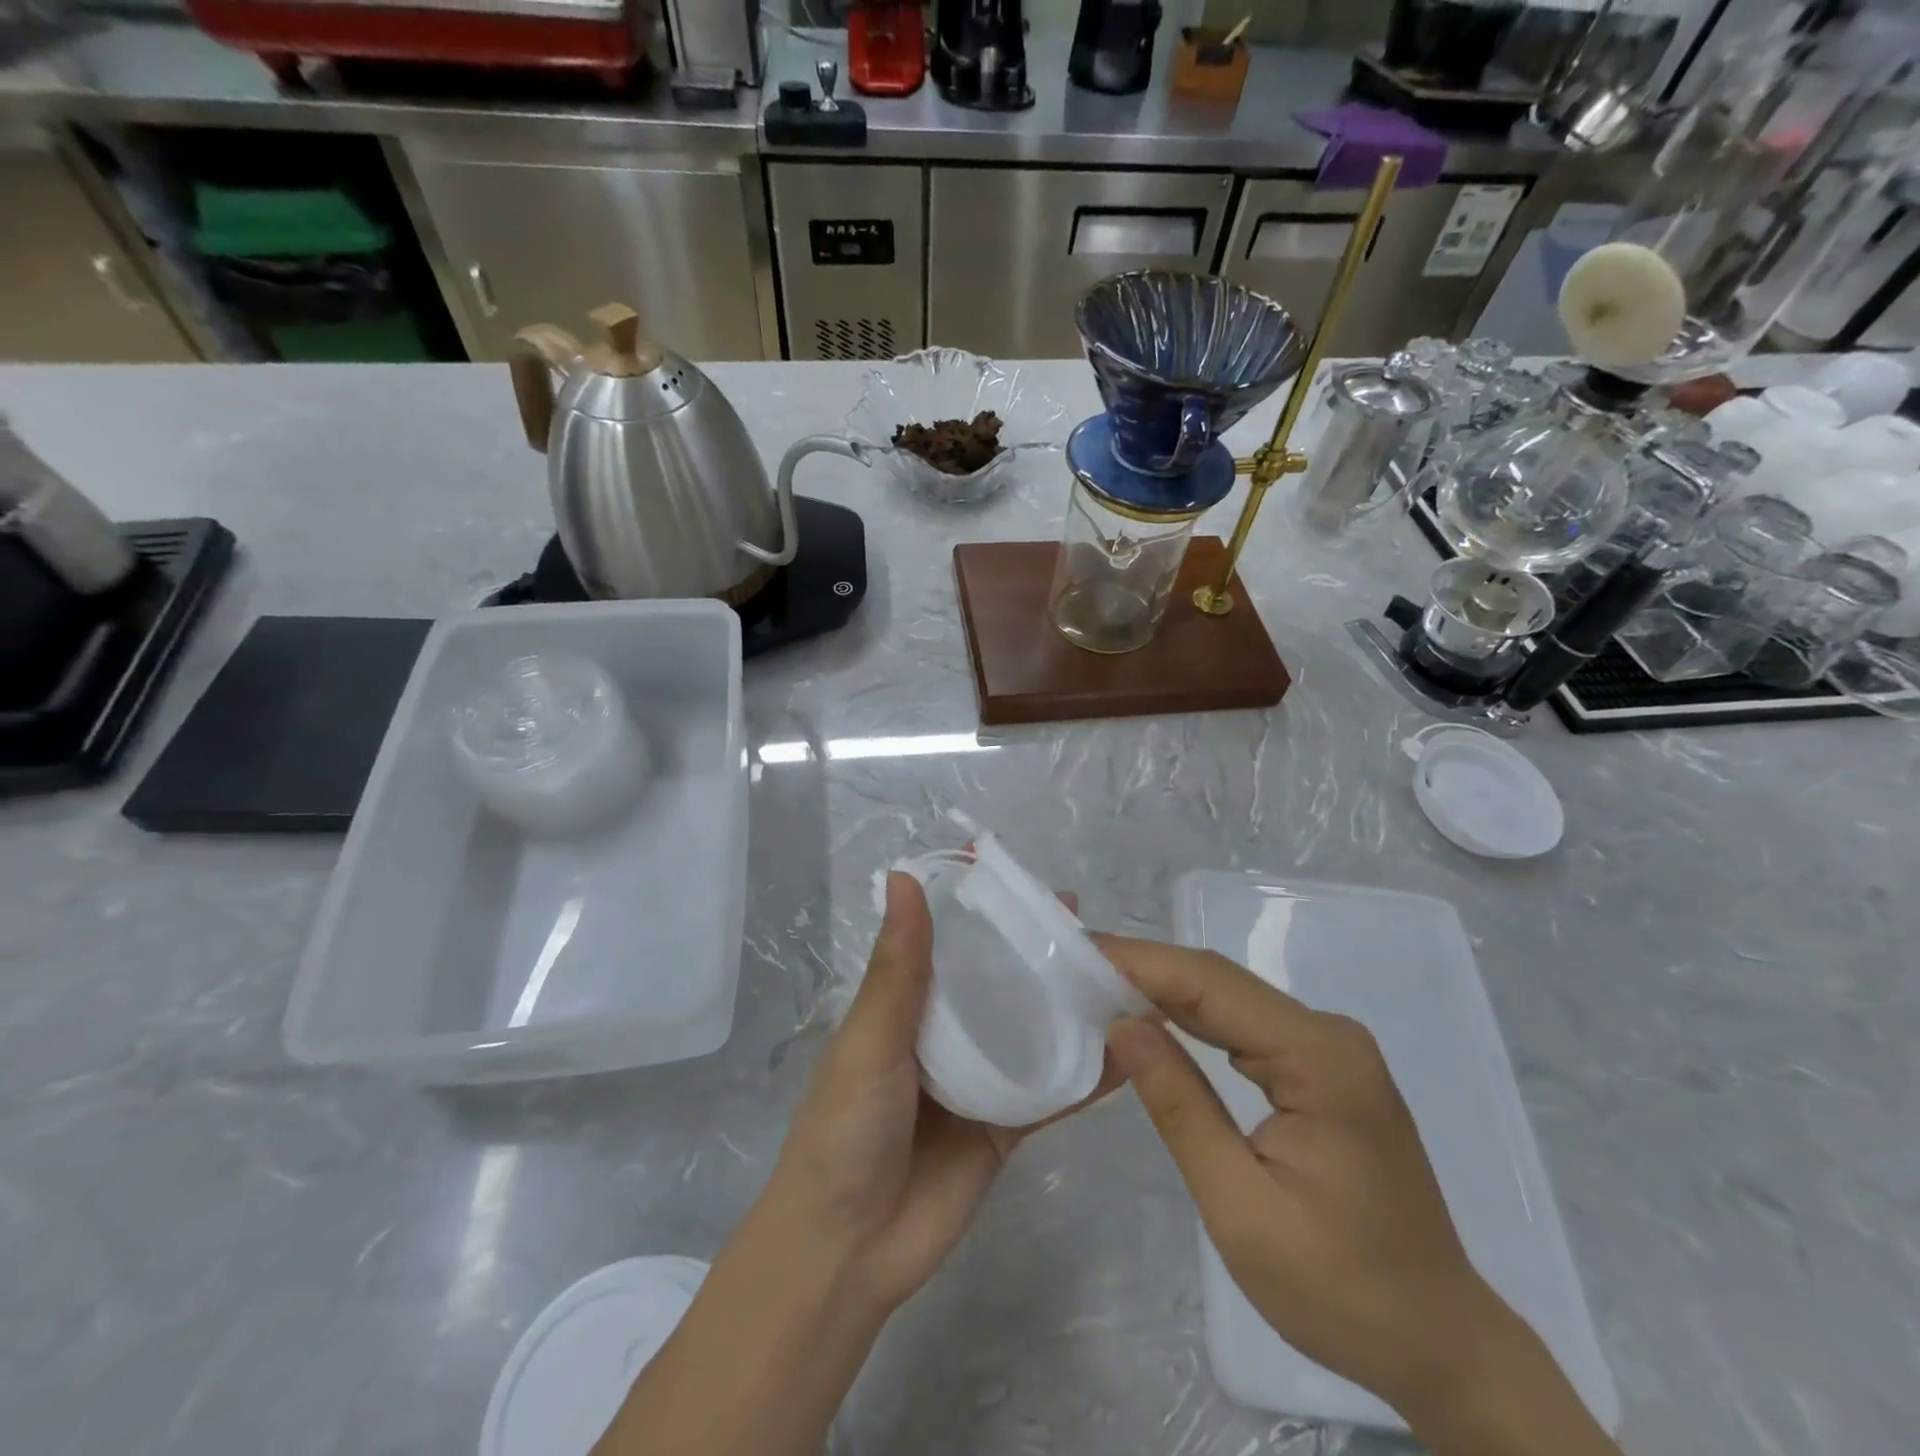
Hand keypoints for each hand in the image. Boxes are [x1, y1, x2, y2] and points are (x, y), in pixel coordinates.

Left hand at [764, 872, 1117, 1314]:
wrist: (847, 1251)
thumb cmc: (846, 1129)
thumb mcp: (870, 1040)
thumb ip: (899, 966)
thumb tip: (904, 876)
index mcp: (906, 1002)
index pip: (944, 938)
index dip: (975, 905)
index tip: (1014, 872)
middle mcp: (946, 1032)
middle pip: (997, 978)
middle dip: (1034, 948)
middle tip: (1087, 919)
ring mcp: (980, 1079)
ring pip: (1031, 1028)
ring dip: (1068, 1002)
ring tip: (1120, 969)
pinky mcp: (1007, 1125)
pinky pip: (1053, 1090)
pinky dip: (1089, 1072)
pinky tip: (1132, 1048)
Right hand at [1097, 936, 1540, 1430]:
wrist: (1441, 1345)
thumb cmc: (1342, 1290)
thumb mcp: (1241, 1207)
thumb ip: (1179, 1106)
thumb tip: (1121, 1023)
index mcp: (1318, 1057)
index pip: (1209, 984)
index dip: (1138, 961)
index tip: (1076, 951)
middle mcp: (1328, 1034)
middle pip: (1218, 980)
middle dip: (1143, 967)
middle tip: (1073, 963)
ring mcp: (1329, 1048)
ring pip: (1228, 997)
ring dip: (1162, 988)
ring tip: (1095, 982)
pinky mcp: (1322, 1068)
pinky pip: (1244, 1025)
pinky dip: (1191, 1016)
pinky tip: (1151, 1017)